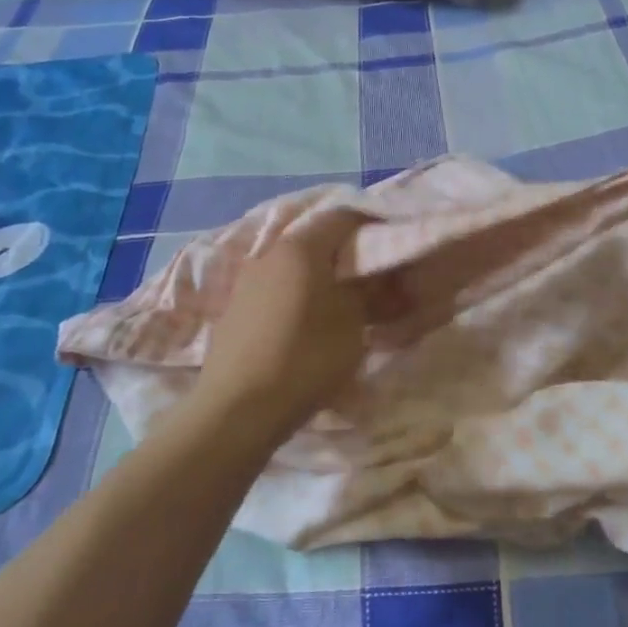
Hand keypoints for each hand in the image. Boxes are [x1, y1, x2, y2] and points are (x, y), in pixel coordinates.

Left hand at [196, 210, 385, 439]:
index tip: (392, 246)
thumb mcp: (352, 324)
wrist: (237, 409)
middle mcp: (269, 253)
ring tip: (341, 304)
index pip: (342, 216)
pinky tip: (307, 323)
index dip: (371, 226)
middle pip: (315, 240)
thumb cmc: (305, 358)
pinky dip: (297, 295)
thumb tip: (382, 277)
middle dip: (345, 254)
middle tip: (371, 279)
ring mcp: (247, 280)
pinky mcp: (235, 309)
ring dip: (319, 277)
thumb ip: (371, 292)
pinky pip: (276, 288)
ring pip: (294, 266)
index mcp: (300, 247)